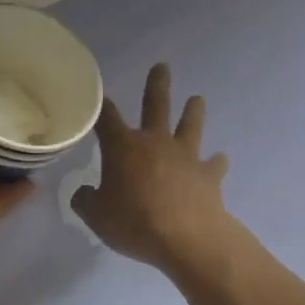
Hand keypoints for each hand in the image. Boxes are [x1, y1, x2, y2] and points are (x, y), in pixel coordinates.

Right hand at [72, 63, 233, 273]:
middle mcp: (155, 142)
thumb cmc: (134, 223)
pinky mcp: (209, 175)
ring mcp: (185, 156)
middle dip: (157, 84)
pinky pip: (214, 164)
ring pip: (190, 125)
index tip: (98, 96)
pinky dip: (216, 162)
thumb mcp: (97, 217)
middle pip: (155, 105)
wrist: (187, 239)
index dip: (101, 106)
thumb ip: (86, 201)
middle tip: (162, 66)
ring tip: (197, 99)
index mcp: (123, 147)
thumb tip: (84, 193)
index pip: (107, 118)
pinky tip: (220, 160)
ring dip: (193, 111)